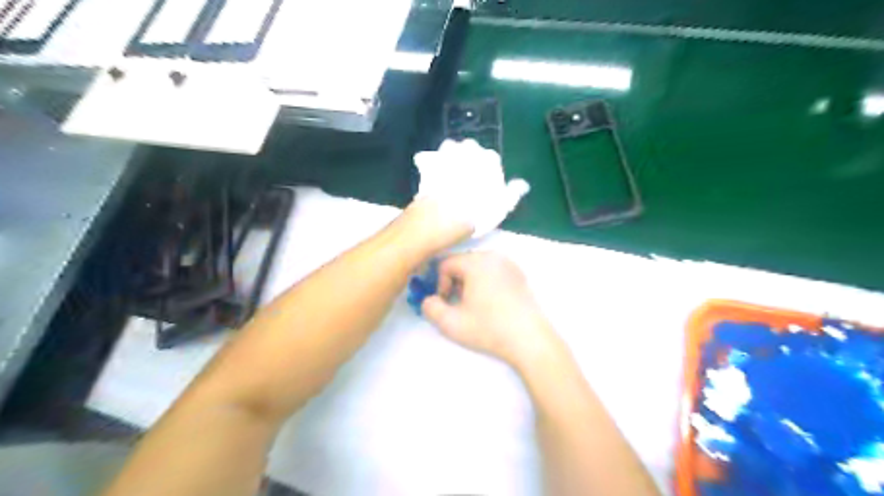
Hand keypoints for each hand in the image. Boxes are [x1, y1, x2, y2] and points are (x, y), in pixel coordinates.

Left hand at [414, 140, 526, 237]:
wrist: (445, 216)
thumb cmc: (479, 212)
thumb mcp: (503, 207)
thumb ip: (513, 193)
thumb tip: (523, 185)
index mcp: (490, 159)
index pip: (491, 159)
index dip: (487, 172)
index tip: (483, 184)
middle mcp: (470, 149)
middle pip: (470, 149)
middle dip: (467, 159)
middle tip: (464, 177)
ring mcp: (447, 153)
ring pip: (450, 148)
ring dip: (449, 156)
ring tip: (447, 172)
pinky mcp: (428, 161)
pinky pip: (427, 158)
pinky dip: (428, 163)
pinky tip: (427, 173)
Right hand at [421, 252, 556, 368]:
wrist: (530, 340)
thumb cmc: (489, 329)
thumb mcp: (451, 323)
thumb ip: (430, 308)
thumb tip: (428, 300)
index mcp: (477, 262)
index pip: (445, 264)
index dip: (439, 284)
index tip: (446, 303)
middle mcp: (494, 256)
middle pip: (462, 263)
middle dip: (454, 282)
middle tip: (458, 305)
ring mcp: (510, 264)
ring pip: (478, 267)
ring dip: (469, 283)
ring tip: (473, 306)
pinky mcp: (520, 274)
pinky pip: (493, 271)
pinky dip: (485, 283)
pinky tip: (490, 304)